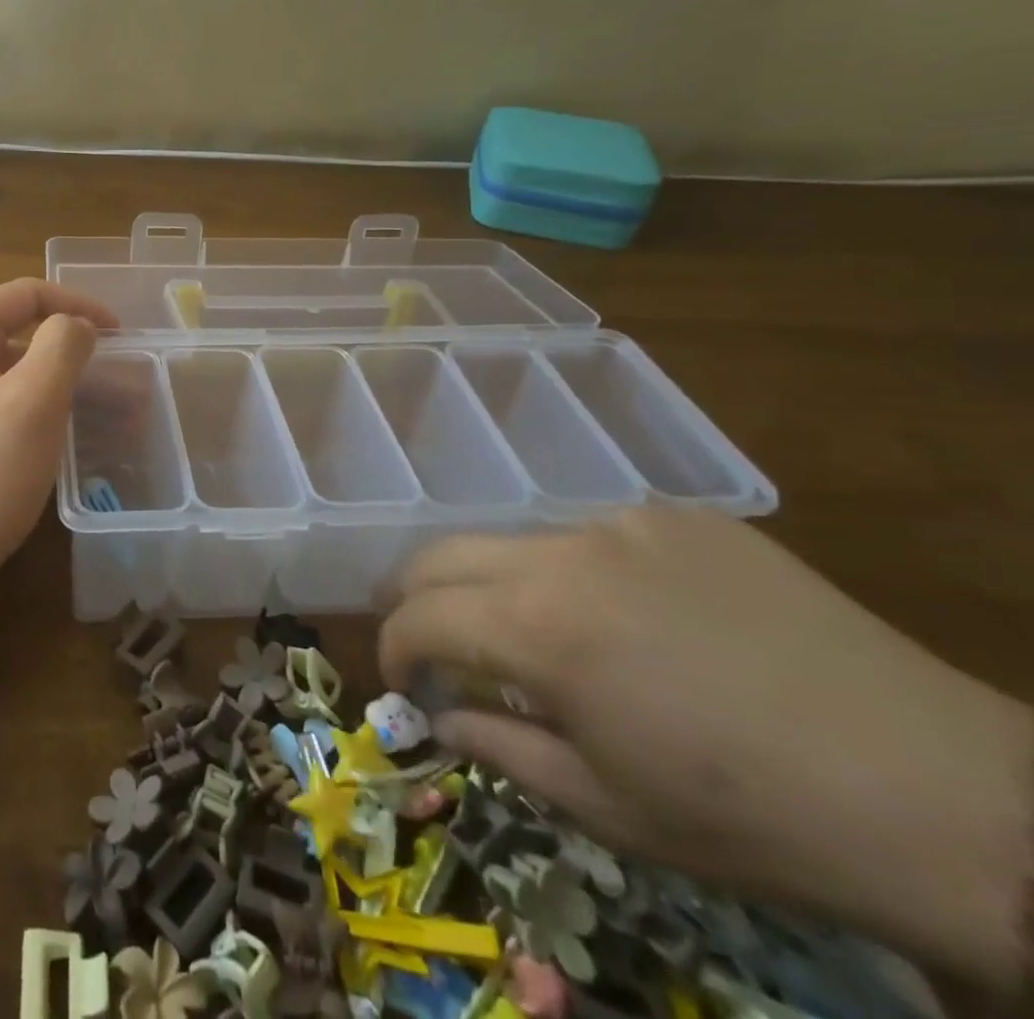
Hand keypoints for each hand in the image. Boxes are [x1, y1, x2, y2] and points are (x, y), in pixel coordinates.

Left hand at [0, 278, 117, 580]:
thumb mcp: (35, 401)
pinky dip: (28, 394)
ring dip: (50, 371)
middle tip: (109, 366)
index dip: (77, 305)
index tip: (119, 333)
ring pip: (5, 359)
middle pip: (13, 324)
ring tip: (92, 396)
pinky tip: (53, 421)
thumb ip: (63, 345)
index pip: (25, 294)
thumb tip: (76, 325)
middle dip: (65, 341)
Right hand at [378, 508, 1031, 992]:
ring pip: (517, 543)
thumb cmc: (754, 821)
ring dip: (501, 587)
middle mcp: (563, 552)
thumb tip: (439, 717)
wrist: (945, 795)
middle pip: (442, 554)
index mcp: (537, 627)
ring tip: (541, 639)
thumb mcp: (607, 808)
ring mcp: (624, 523)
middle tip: (429, 641)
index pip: (419, 617)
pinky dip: (579, 574)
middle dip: (417, 598)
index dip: (394, 649)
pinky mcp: (681, 517)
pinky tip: (633, 617)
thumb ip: (497, 749)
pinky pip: (595, 537)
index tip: (402, 682)